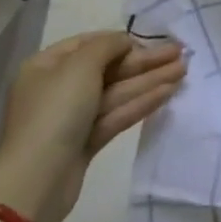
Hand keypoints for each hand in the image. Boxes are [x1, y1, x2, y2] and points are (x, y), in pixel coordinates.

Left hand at [0, 31, 187, 221]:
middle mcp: (58, 88)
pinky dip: (141, 103)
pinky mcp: (86, 141)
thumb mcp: (80, 66)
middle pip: (108, 69)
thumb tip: (125, 41)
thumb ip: (107, 46)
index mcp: (47, 66)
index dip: (122, 41)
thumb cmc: (55, 112)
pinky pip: (117, 114)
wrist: (37, 180)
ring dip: (149, 80)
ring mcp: (72, 117)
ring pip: (117, 92)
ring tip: (183, 70)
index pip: (89, 44)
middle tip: (180, 53)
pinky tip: (168, 92)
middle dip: (144, 62)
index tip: (152, 40)